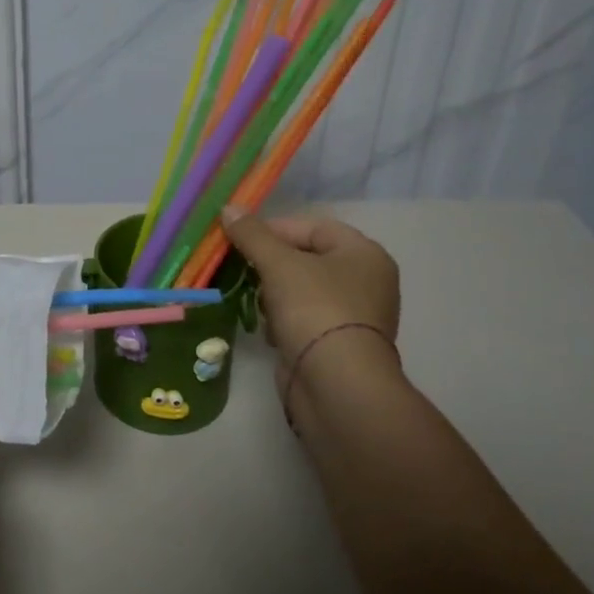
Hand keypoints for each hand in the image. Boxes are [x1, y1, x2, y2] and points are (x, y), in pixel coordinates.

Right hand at [219, 205, 400, 398]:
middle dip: (270, 264)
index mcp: (364, 254)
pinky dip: (282, 320)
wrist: (335, 386)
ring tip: (257, 302)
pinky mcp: (335, 344)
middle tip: (242, 268)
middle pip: (305, 258)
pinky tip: (270, 330)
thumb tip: (228, 207)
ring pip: (300, 290)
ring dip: (273, 294)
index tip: (239, 238)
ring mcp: (352, 316)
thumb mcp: (279, 264)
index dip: (274, 229)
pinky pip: (302, 319)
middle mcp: (365, 281)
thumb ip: (253, 235)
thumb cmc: (315, 310)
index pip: (312, 227)